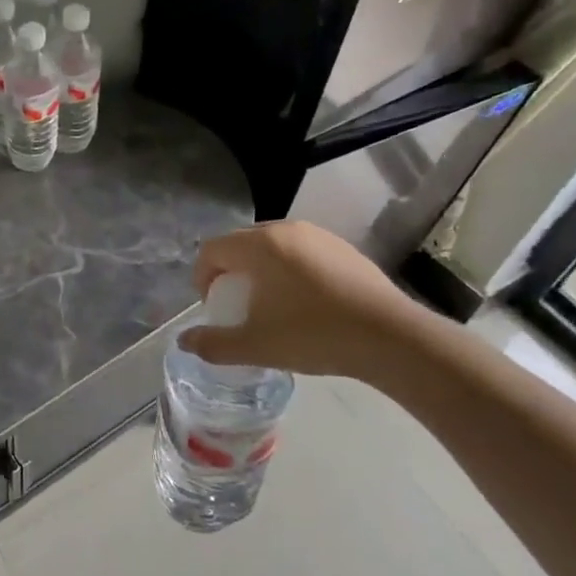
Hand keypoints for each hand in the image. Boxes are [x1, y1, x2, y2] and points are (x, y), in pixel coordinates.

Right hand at [178, 221, 424, 382]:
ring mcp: (319, 236)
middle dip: (230, 272)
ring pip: (273, 247)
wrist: (391, 338)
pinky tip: (306, 303)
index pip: (212, 249)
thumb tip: (184, 341)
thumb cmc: (313, 335)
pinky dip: (291, 271)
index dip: (202, 277)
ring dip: (261, 270)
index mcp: (259, 245)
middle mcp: (286, 230)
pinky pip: (302, 253)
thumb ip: (213, 343)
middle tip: (237, 305)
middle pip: (240, 244)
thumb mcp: (255, 346)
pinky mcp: (345, 249)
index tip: (213, 307)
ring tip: (271, 304)